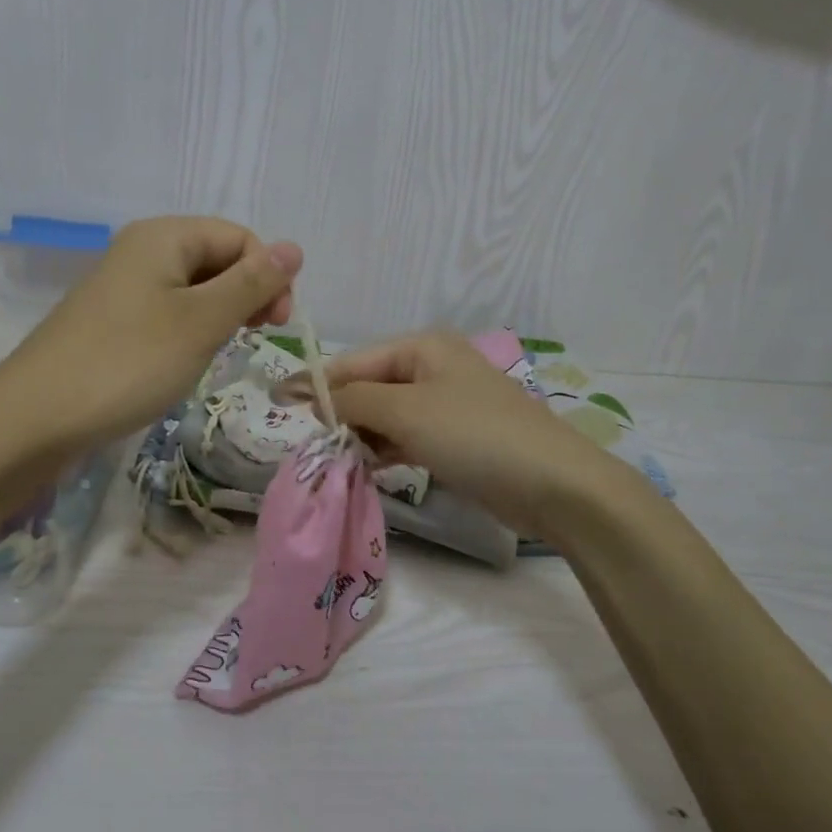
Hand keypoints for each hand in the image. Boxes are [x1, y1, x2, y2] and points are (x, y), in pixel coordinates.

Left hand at [0, 216, 301, 451]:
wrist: (36, 418)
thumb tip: (295, 248)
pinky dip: (190, 331)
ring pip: (195, 289)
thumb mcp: (202, 322)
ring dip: (219, 316)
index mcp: (164, 236)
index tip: (275, 326)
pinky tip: (186, 361)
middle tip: (251, 340)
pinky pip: (168, 312)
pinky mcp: (113, 321)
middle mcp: (143, 250)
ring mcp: (124, 286)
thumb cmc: (129, 363)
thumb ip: (252, 284)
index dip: (268, 276)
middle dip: (245, 295)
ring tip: (217, 353)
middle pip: (217, 258)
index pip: (240, 238)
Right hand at [325, 331, 614, 538]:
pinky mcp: (455, 440)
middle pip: (370, 387)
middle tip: (316, 445)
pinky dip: (386, 451)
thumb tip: (312, 396)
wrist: (552, 484)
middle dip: (343, 414)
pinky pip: (406, 438)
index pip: (355, 361)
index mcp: (422, 348)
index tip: (279, 407)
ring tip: (339, 461)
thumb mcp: (406, 411)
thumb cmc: (474, 434)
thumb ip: (353, 400)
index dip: (317, 384)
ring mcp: (446, 405)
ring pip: (387, 416)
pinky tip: (369, 469)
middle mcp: (433, 369)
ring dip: (362, 437)